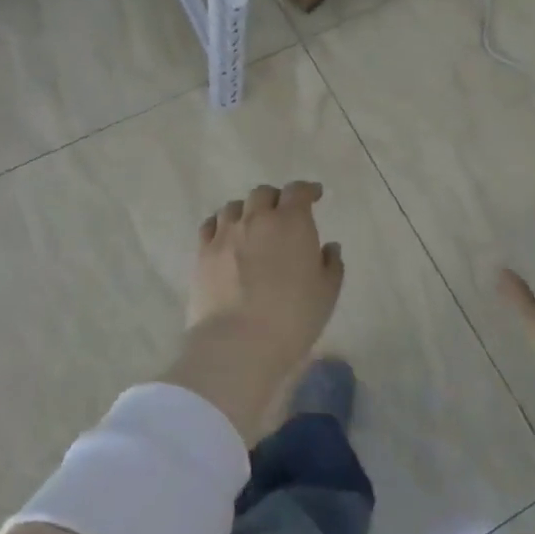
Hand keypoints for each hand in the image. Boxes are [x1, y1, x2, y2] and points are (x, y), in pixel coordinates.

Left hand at [168, 182, 344, 442]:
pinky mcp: (203, 252)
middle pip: (263, 194)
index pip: (298, 191)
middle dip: (275, 199)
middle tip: (282, 214)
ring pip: (235, 206)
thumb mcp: (326, 293)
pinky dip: (221, 224)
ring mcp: (226, 233)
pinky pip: (211, 225)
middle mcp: (257, 218)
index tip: (314, 195)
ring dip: (247, 211)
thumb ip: (331, 264)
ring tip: (252, 225)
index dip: (307, 190)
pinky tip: (225, 236)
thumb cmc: (292, 318)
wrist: (238, 343)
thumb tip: (329, 247)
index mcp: (291, 222)